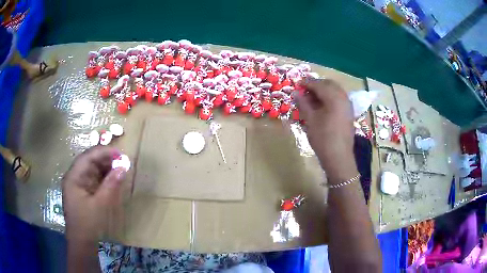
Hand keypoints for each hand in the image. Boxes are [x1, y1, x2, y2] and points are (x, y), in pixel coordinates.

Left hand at [62, 146, 126, 242]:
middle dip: (106, 159)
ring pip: (93, 169)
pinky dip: (104, 177)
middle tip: (123, 161)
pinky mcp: (83, 191)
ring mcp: (78, 184)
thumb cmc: (88, 223)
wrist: (82, 242)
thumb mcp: (100, 204)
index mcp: (74, 177)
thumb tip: (124, 167)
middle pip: (90, 161)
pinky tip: (113, 178)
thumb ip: (111, 184)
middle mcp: (75, 176)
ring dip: (106, 168)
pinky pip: (94, 179)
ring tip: (120, 168)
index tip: (121, 153)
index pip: (88, 157)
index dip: (104, 152)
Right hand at [295, 79, 356, 180]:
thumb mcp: (310, 120)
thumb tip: (295, 92)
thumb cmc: (323, 138)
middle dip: (316, 85)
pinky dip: (330, 98)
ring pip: (335, 91)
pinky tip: (321, 106)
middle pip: (329, 84)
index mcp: (334, 97)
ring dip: (323, 91)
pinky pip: (339, 99)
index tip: (296, 84)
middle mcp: (343, 98)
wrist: (339, 158)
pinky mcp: (348, 113)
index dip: (307, 83)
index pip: (319, 84)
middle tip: (304, 90)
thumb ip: (303, 103)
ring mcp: (348, 106)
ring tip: (311, 98)